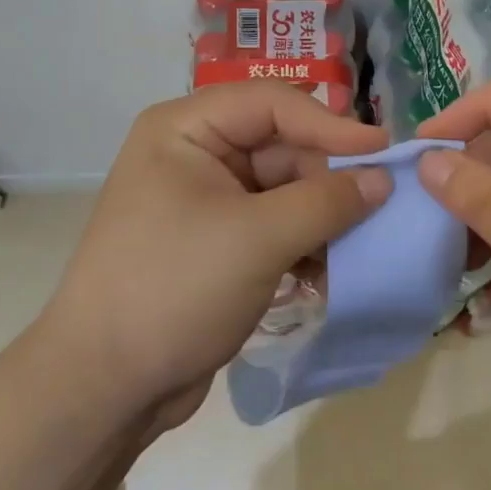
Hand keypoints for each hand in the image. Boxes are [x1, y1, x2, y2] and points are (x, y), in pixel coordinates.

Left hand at [36, 81, 389, 431]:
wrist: (105, 386)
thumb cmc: (175, 289)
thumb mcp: (258, 238)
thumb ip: (327, 202)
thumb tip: (384, 179)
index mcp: (187, 129)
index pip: (273, 104)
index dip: (331, 124)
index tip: (385, 153)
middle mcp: (196, 153)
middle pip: (282, 147)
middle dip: (330, 180)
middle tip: (382, 207)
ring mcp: (206, 200)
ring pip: (285, 190)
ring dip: (323, 218)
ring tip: (360, 247)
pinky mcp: (219, 243)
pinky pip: (275, 226)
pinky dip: (304, 244)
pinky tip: (328, 274)